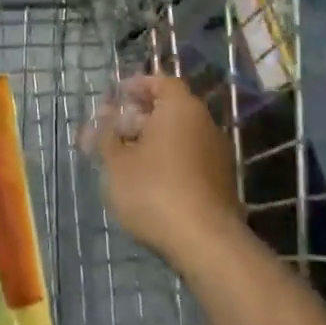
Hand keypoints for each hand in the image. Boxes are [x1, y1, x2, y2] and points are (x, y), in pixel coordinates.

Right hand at [84, 73, 243, 269]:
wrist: (205, 242)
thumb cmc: (154, 190)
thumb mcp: (117, 162)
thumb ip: (107, 135)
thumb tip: (104, 117)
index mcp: (180, 108)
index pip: (161, 82)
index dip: (137, 86)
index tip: (116, 97)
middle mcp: (204, 123)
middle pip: (170, 109)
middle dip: (140, 117)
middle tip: (114, 131)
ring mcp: (217, 153)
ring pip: (179, 136)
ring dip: (153, 141)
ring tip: (125, 159)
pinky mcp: (221, 181)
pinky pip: (189, 158)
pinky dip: (169, 160)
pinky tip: (149, 180)